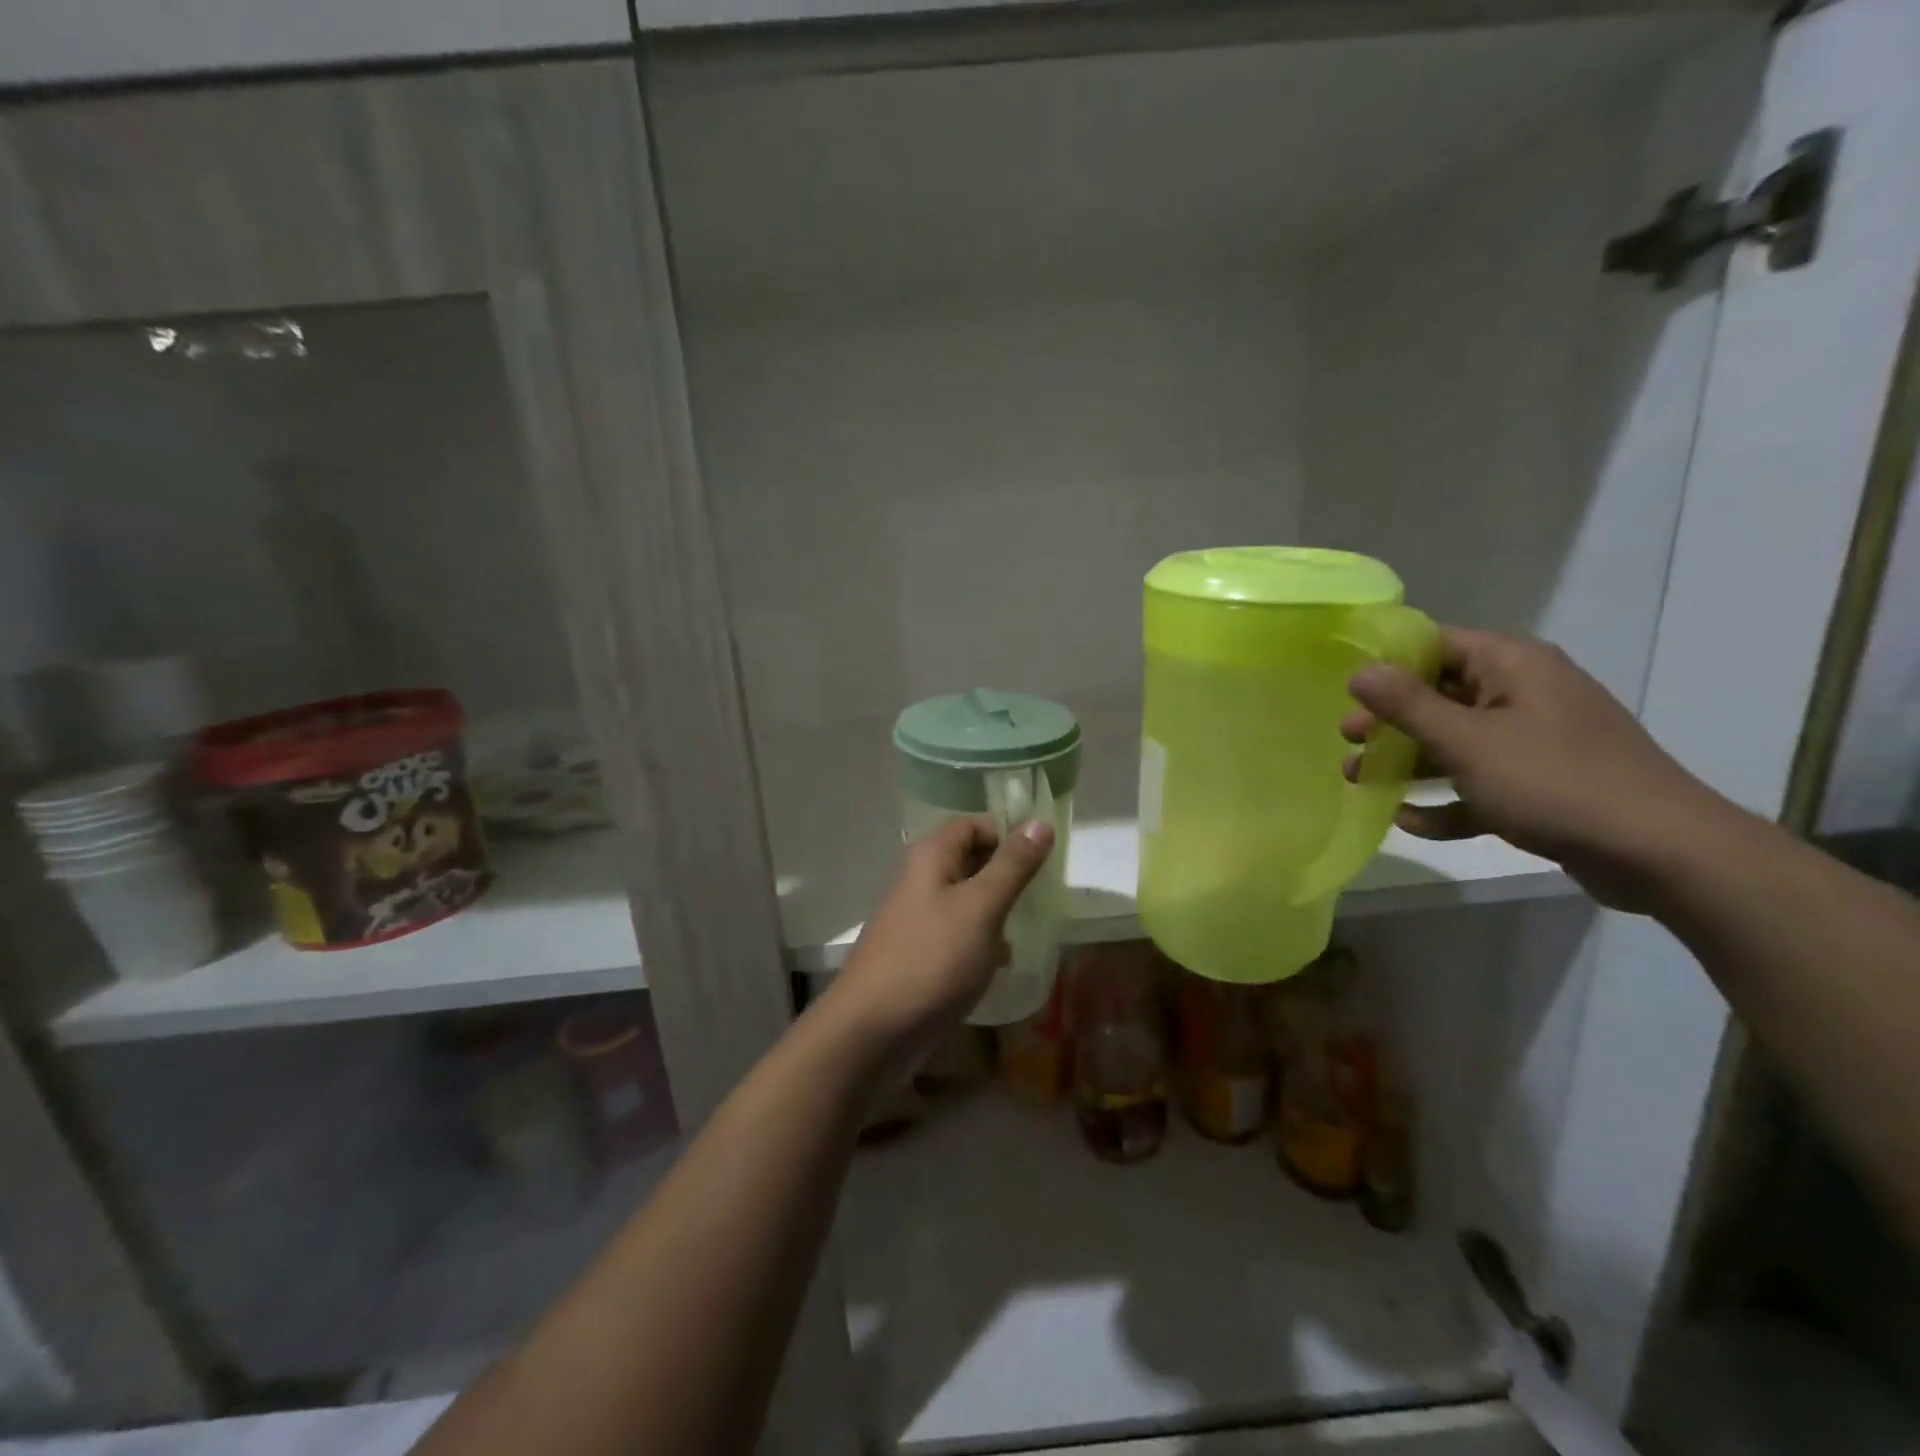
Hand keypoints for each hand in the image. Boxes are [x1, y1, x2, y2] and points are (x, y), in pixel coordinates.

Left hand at [827, 815, 1054, 1057]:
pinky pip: (959, 934)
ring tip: (1030, 930)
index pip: (975, 824)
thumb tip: (1040, 822)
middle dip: (1008, 876)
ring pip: (968, 900)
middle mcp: (921, 879)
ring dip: (999, 911)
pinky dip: (983, 942)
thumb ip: (1013, 865)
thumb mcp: (981, 907)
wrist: (872, 1032)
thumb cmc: (931, 959)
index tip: (1044, 861)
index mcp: (931, 856)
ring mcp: (919, 918)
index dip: (1009, 834)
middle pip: (973, 860)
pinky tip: (1002, 963)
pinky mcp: (921, 953)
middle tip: (1045, 897)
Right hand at [1341, 628, 1731, 910]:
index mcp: (1514, 667)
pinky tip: (1408, 821)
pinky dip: (1445, 800)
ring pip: (1457, 742)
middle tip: (1347, 740)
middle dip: (1390, 720)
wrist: (1661, 853)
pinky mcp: (1543, 786)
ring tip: (1360, 780)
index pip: (1438, 644)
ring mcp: (1536, 742)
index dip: (1389, 662)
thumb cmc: (1553, 782)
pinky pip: (1480, 784)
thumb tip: (1360, 671)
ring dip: (1408, 761)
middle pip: (1441, 695)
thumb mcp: (1467, 741)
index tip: (1346, 688)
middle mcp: (1525, 695)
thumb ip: (1408, 705)